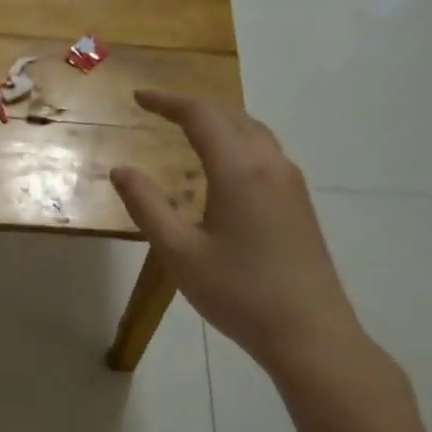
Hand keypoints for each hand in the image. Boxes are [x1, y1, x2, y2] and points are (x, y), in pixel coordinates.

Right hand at [110, 91, 365, 381]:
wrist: (309, 333)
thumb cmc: (237, 292)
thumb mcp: (178, 252)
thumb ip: (147, 206)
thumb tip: (121, 170)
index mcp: (239, 170)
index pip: (201, 116)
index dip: (168, 102)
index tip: (138, 98)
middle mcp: (270, 165)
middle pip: (232, 116)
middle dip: (193, 106)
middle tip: (158, 108)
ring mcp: (291, 184)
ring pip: (254, 132)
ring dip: (219, 121)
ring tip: (187, 128)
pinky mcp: (299, 204)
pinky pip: (265, 153)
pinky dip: (237, 141)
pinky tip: (222, 165)